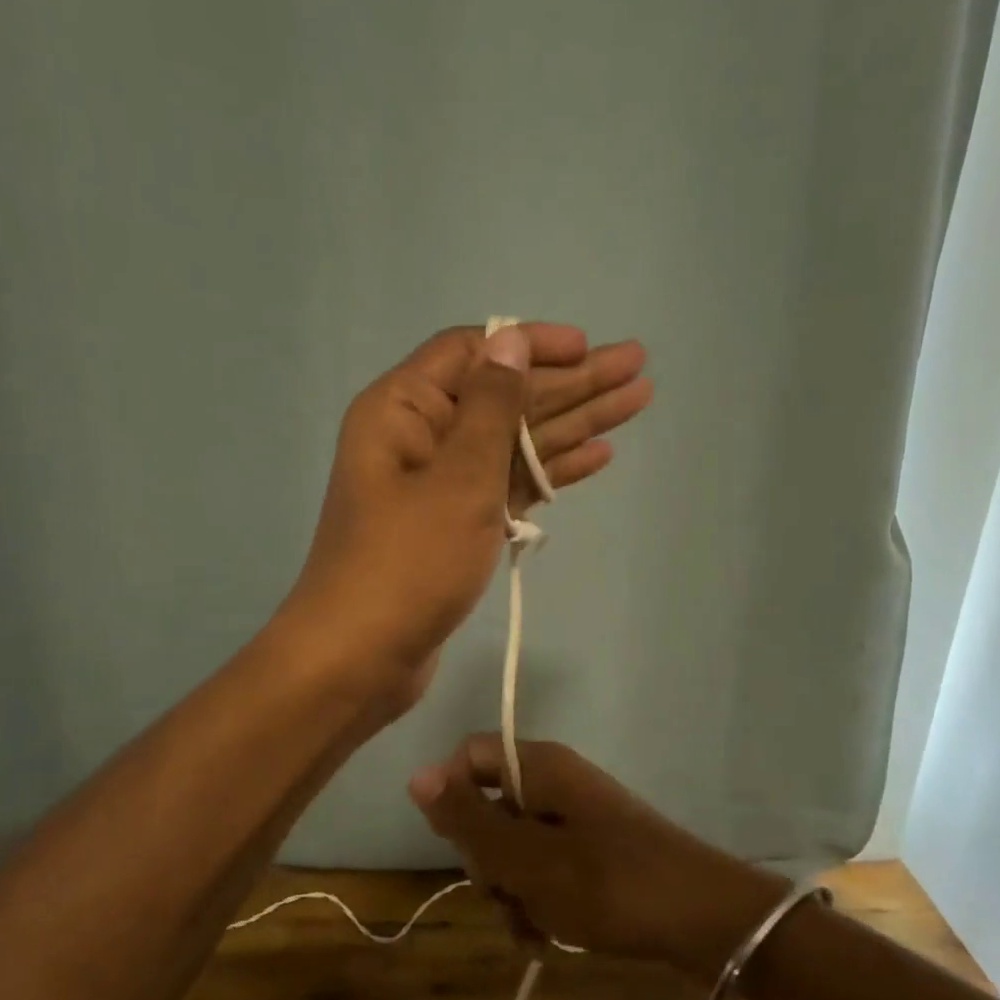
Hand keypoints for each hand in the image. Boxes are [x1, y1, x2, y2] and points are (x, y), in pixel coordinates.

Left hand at [281, 325, 650, 706]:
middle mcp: (422, 437)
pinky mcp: (458, 526)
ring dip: (574, 423)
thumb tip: (511, 339)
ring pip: (516, 441)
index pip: (474, 353)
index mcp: (404, 409)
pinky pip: (510, 484)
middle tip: (638, 367)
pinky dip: (551, 470)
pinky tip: (598, 455)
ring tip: (636, 402)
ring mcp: (441, 485)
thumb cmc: (407, 562)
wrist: (361, 659)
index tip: (589, 346)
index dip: (533, 344)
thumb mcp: (457, 477)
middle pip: (506, 396)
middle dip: (573, 382)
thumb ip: (491, 406)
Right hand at [407, 735, 787, 979]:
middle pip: (490, 807)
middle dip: (486, 859)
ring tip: (534, 929)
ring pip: (515, 847)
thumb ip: (468, 819)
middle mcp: (557, 782)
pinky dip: (539, 902)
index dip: (452, 797)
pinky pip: (546, 869)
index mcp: (540, 766)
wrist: (704, 921)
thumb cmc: (607, 883)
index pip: (470, 757)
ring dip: (512, 891)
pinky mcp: (594, 853)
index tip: (459, 845)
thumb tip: (417, 776)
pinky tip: (549, 939)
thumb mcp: (525, 858)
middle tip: (506, 894)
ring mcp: (578, 819)